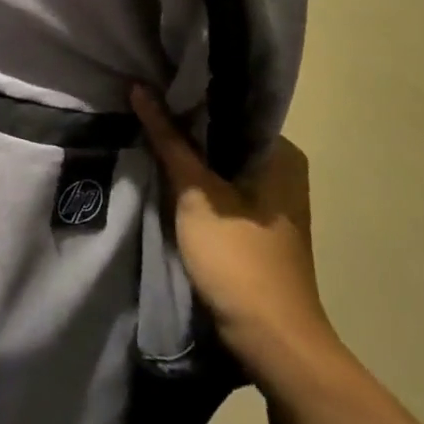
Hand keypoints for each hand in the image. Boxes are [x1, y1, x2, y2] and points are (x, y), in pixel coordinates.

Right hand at [131, 88, 334, 375]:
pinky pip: (221, 187)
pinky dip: (196, 180)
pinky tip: (164, 172)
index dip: (190, 96)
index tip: (152, 85)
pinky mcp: (256, 224)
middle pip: (224, 135)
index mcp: (282, 154)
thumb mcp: (196, 194)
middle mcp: (283, 170)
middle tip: (141, 106)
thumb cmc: (237, 258)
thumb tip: (140, 88)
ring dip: (187, 154)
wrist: (270, 338)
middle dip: (185, 125)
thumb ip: (168, 140)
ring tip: (145, 131)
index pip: (232, 107)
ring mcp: (271, 200)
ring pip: (221, 163)